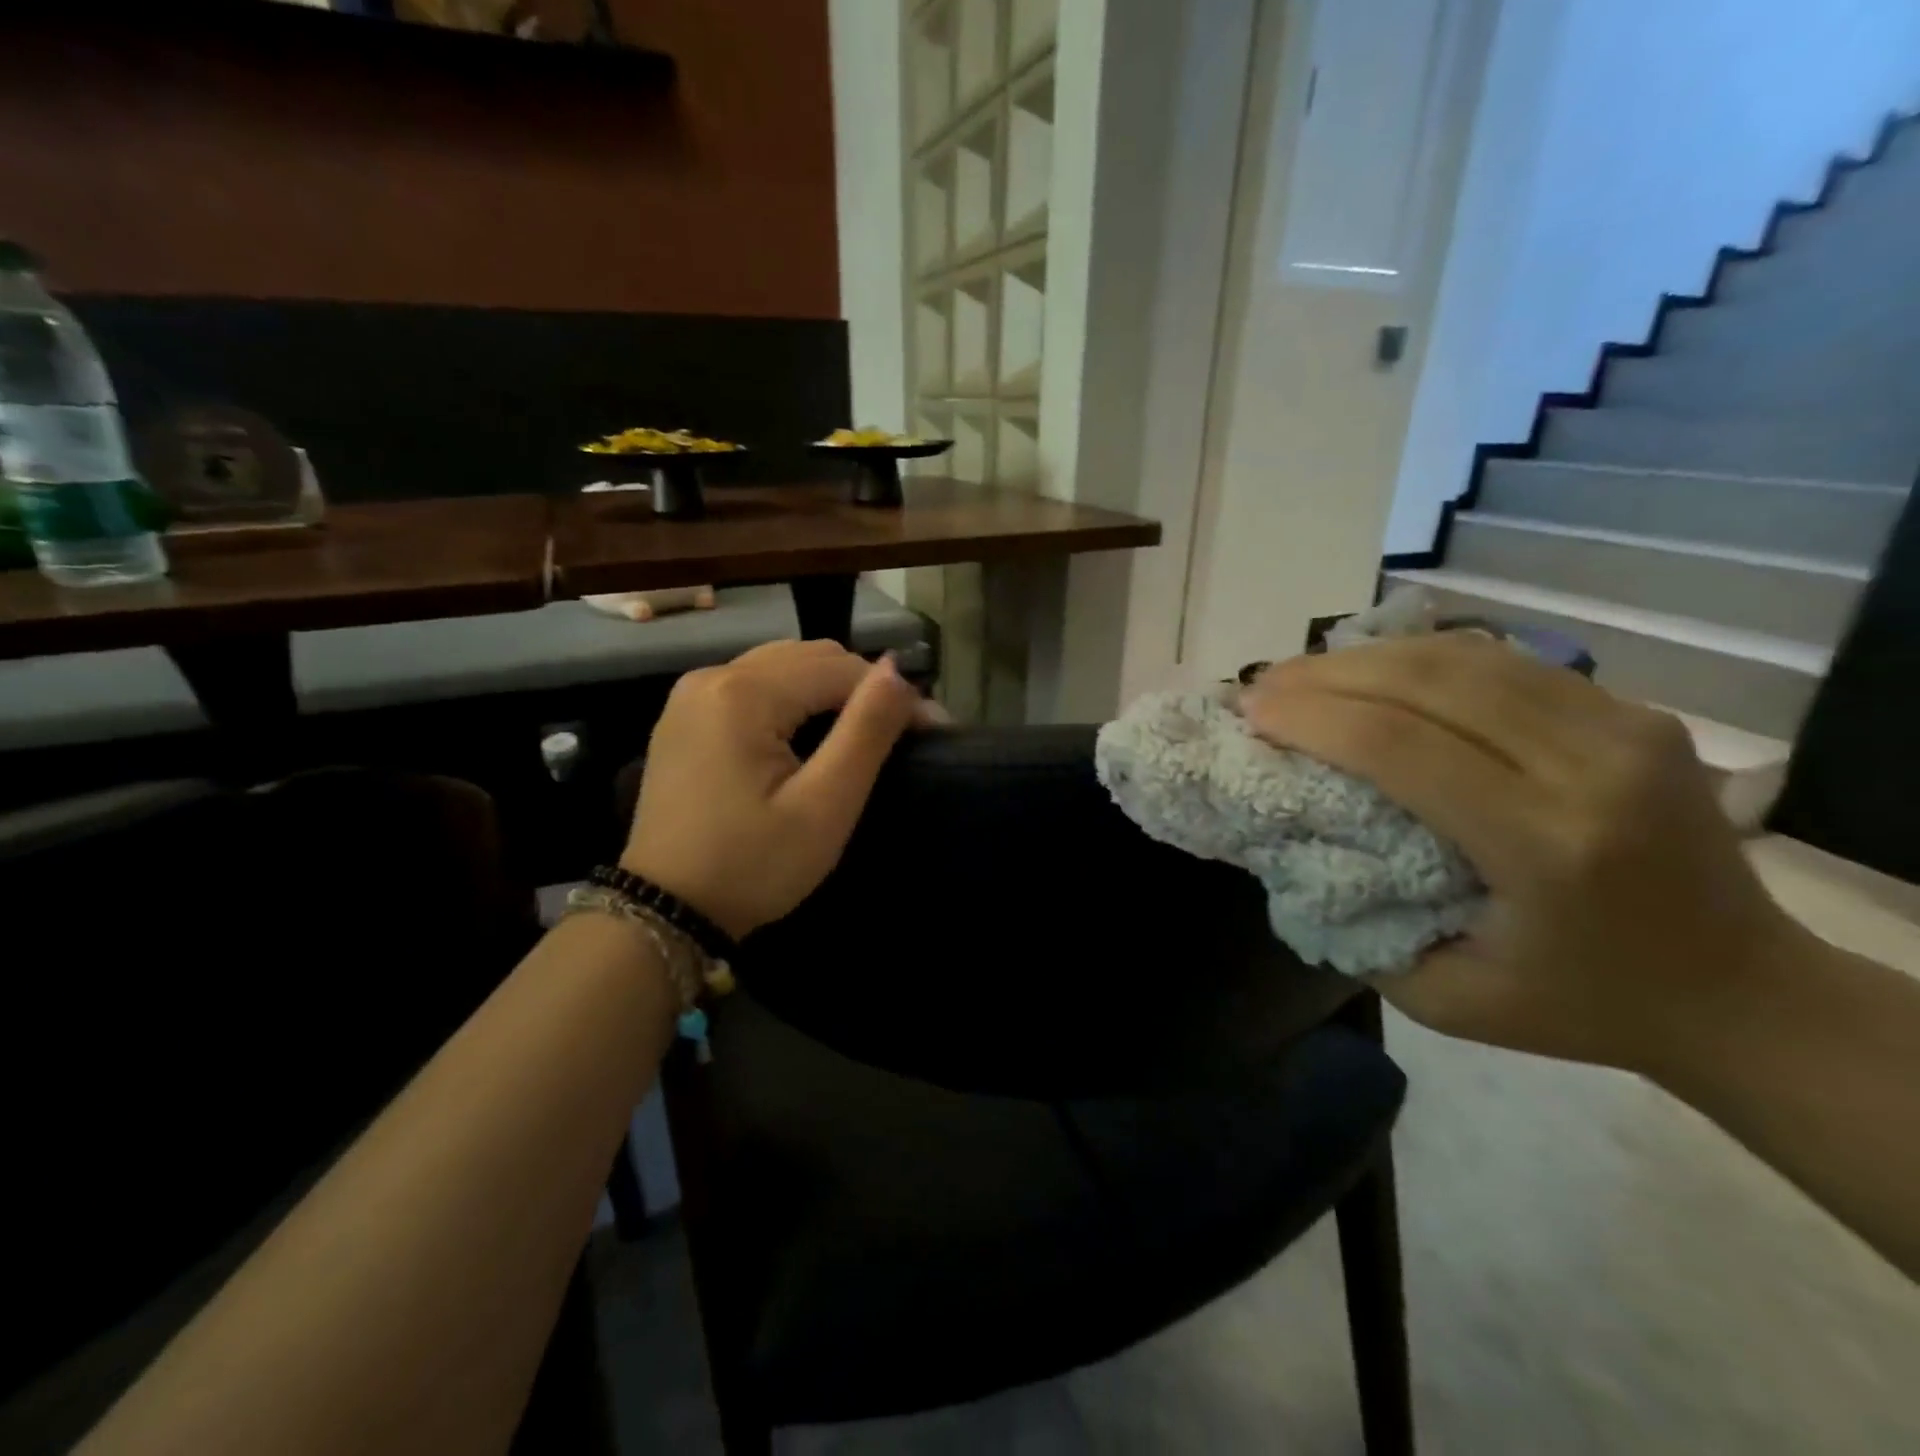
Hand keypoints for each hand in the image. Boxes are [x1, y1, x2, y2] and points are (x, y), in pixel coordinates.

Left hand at [622, 641, 938, 938]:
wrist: (666, 911)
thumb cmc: (753, 865)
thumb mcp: (824, 805)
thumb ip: (866, 730)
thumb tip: (898, 670)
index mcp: (743, 693)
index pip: (839, 668)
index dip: (891, 694)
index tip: (932, 729)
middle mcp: (712, 676)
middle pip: (809, 657)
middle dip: (861, 687)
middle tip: (901, 732)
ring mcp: (692, 695)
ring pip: (783, 667)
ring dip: (829, 691)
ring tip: (863, 732)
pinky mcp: (686, 717)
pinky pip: (755, 686)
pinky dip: (794, 700)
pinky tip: (811, 734)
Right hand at [1239, 634, 1807, 1072]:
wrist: (1743, 993)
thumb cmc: (1580, 1007)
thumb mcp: (1445, 999)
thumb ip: (1359, 927)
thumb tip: (1291, 849)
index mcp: (1546, 845)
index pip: (1400, 744)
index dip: (1311, 717)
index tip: (1250, 711)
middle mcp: (1591, 768)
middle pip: (1428, 682)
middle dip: (1325, 674)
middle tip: (1261, 684)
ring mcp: (1624, 727)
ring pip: (1464, 657)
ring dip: (1367, 656)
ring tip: (1303, 672)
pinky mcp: (1633, 711)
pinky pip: (1502, 663)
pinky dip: (1419, 658)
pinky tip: (1373, 671)